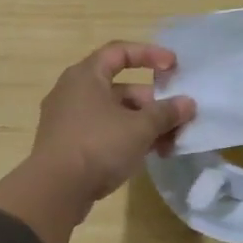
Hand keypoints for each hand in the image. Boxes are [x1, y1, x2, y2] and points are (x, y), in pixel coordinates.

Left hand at [30, 41, 193, 206]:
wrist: (54, 191)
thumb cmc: (98, 146)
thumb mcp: (139, 128)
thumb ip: (165, 113)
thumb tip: (188, 103)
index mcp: (85, 76)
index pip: (119, 51)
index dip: (149, 54)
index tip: (173, 66)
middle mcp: (72, 91)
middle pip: (119, 87)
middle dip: (152, 103)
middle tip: (176, 118)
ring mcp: (67, 119)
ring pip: (113, 113)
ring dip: (142, 125)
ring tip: (168, 144)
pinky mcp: (67, 144)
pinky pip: (102, 132)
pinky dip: (125, 138)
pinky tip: (146, 156)